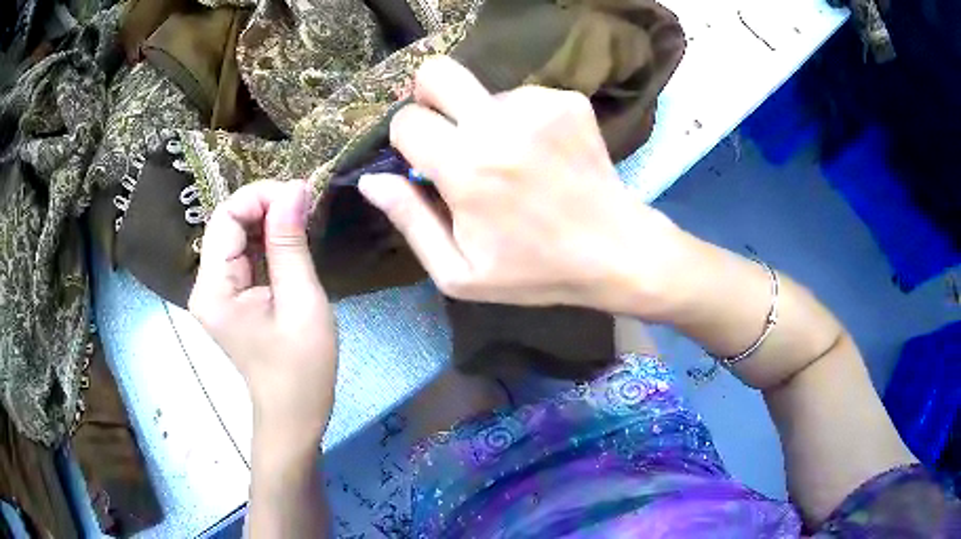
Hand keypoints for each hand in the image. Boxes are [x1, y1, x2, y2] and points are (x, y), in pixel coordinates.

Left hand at [188, 180, 336, 448]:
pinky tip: (291, 239)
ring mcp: (216, 292)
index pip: (225, 217)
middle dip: (265, 205)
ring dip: (268, 221)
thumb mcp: (301, 301)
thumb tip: (295, 188)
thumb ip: (290, 243)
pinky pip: (244, 255)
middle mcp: (206, 285)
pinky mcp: (230, 297)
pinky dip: (267, 240)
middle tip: (307, 204)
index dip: (260, 196)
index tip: (300, 195)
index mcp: (214, 289)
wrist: (295, 414)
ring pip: (236, 236)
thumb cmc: (302, 367)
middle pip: (227, 223)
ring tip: (304, 218)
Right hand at [359, 56, 689, 315]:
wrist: (616, 251)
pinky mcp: (569, 101)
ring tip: (513, 159)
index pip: (406, 121)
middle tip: (448, 131)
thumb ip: (410, 221)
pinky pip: (521, 96)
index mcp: (467, 168)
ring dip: (483, 119)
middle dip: (429, 98)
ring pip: (482, 90)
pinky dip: (521, 120)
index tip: (424, 162)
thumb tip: (372, 179)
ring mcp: (540, 105)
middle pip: (436, 71)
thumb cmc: (534, 271)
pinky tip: (540, 153)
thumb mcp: (459, 273)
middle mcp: (500, 123)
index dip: (407, 141)